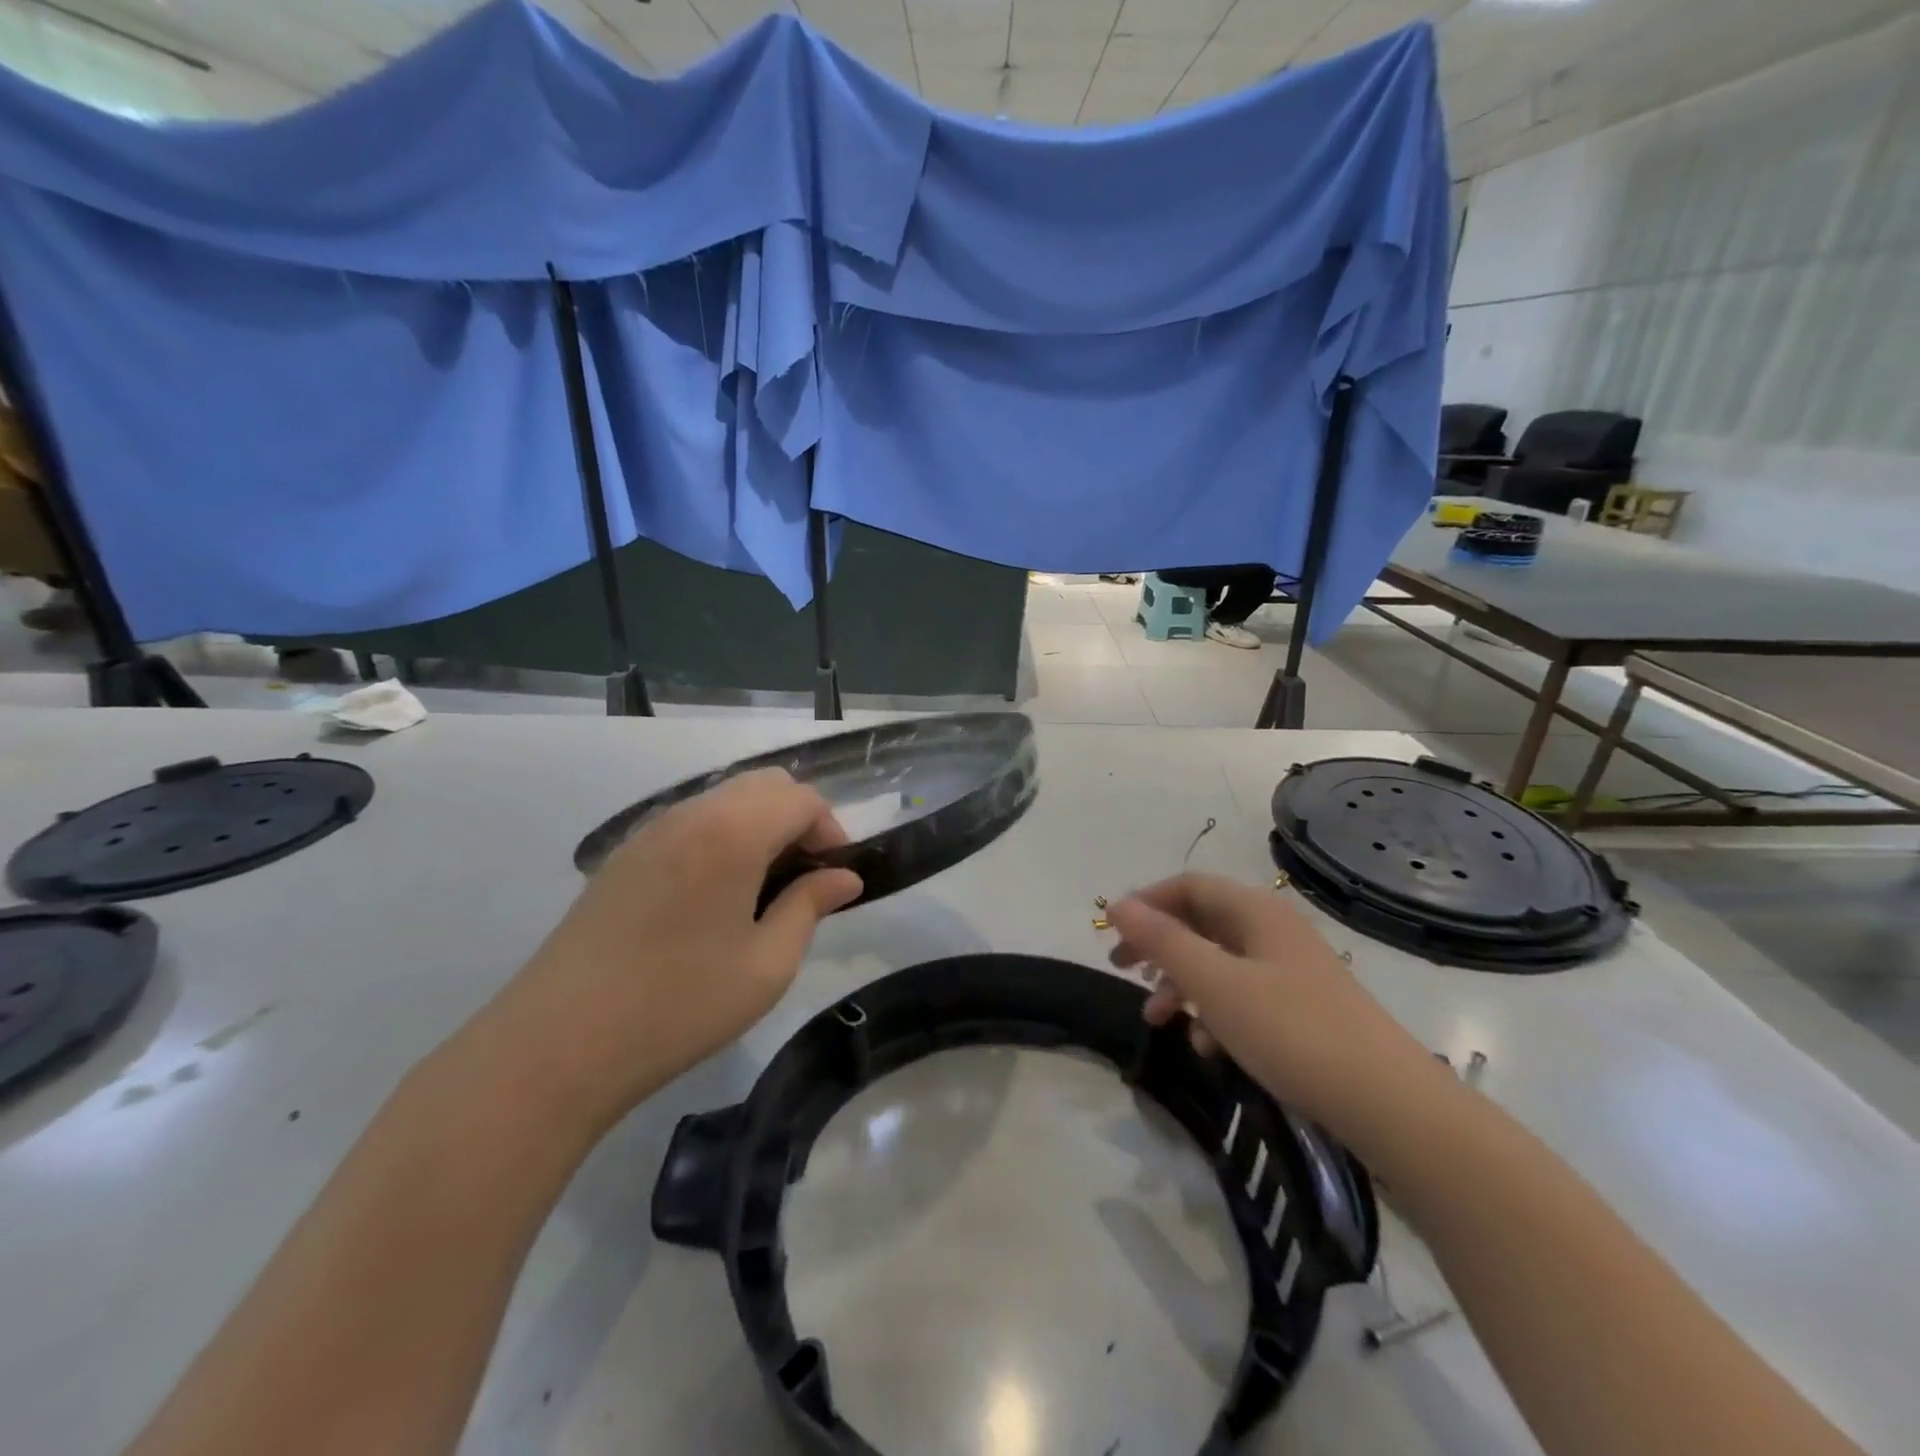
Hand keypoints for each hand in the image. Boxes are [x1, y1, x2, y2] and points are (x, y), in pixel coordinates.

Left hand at [490, 769, 861, 1132]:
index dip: (831, 831)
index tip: (835, 878)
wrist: (557, 1044)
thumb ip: (810, 907)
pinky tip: (714, 896)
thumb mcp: (766, 965)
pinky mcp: (623, 856)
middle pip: (764, 785)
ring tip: (762, 889)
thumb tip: (844, 878)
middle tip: (804, 879)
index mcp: (732, 833)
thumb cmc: (679, 1005)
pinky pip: (690, 822)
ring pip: (725, 799)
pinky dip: (722, 837)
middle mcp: (691, 815)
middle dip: (798, 820)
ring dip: (759, 826)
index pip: (802, 799)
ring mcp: (650, 831)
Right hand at [1106, 873, 1450, 1150]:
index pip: (1188, 886)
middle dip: (1159, 946)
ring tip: (1158, 1019)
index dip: (1146, 903)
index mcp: (1255, 911)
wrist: (1389, 1104)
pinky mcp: (1303, 1008)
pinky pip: (1244, 995)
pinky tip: (1208, 1047)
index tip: (1110, 932)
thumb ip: (1162, 941)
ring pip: (1220, 962)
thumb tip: (1116, 904)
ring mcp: (1292, 969)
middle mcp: (1274, 930)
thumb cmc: (1291, 1031)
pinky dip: (1216, 1012)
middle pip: (1201, 922)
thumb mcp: (1214, 983)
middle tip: (1122, 970)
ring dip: (1182, 984)